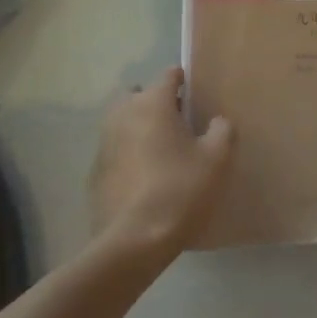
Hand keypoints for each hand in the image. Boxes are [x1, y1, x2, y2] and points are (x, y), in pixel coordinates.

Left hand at [91, 68, 234, 260]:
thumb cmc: (180, 190)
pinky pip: (115, 151)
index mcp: (152, 103)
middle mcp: (123, 114)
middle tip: (177, 122)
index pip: (168, 75)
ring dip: (138, 127)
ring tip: (161, 150)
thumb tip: (217, 121)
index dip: (183, 79)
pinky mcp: (94, 172)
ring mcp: (104, 143)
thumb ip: (222, 131)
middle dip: (154, 101)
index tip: (195, 92)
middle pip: (138, 95)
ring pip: (122, 122)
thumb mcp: (216, 159)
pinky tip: (144, 178)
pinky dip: (127, 155)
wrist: (133, 241)